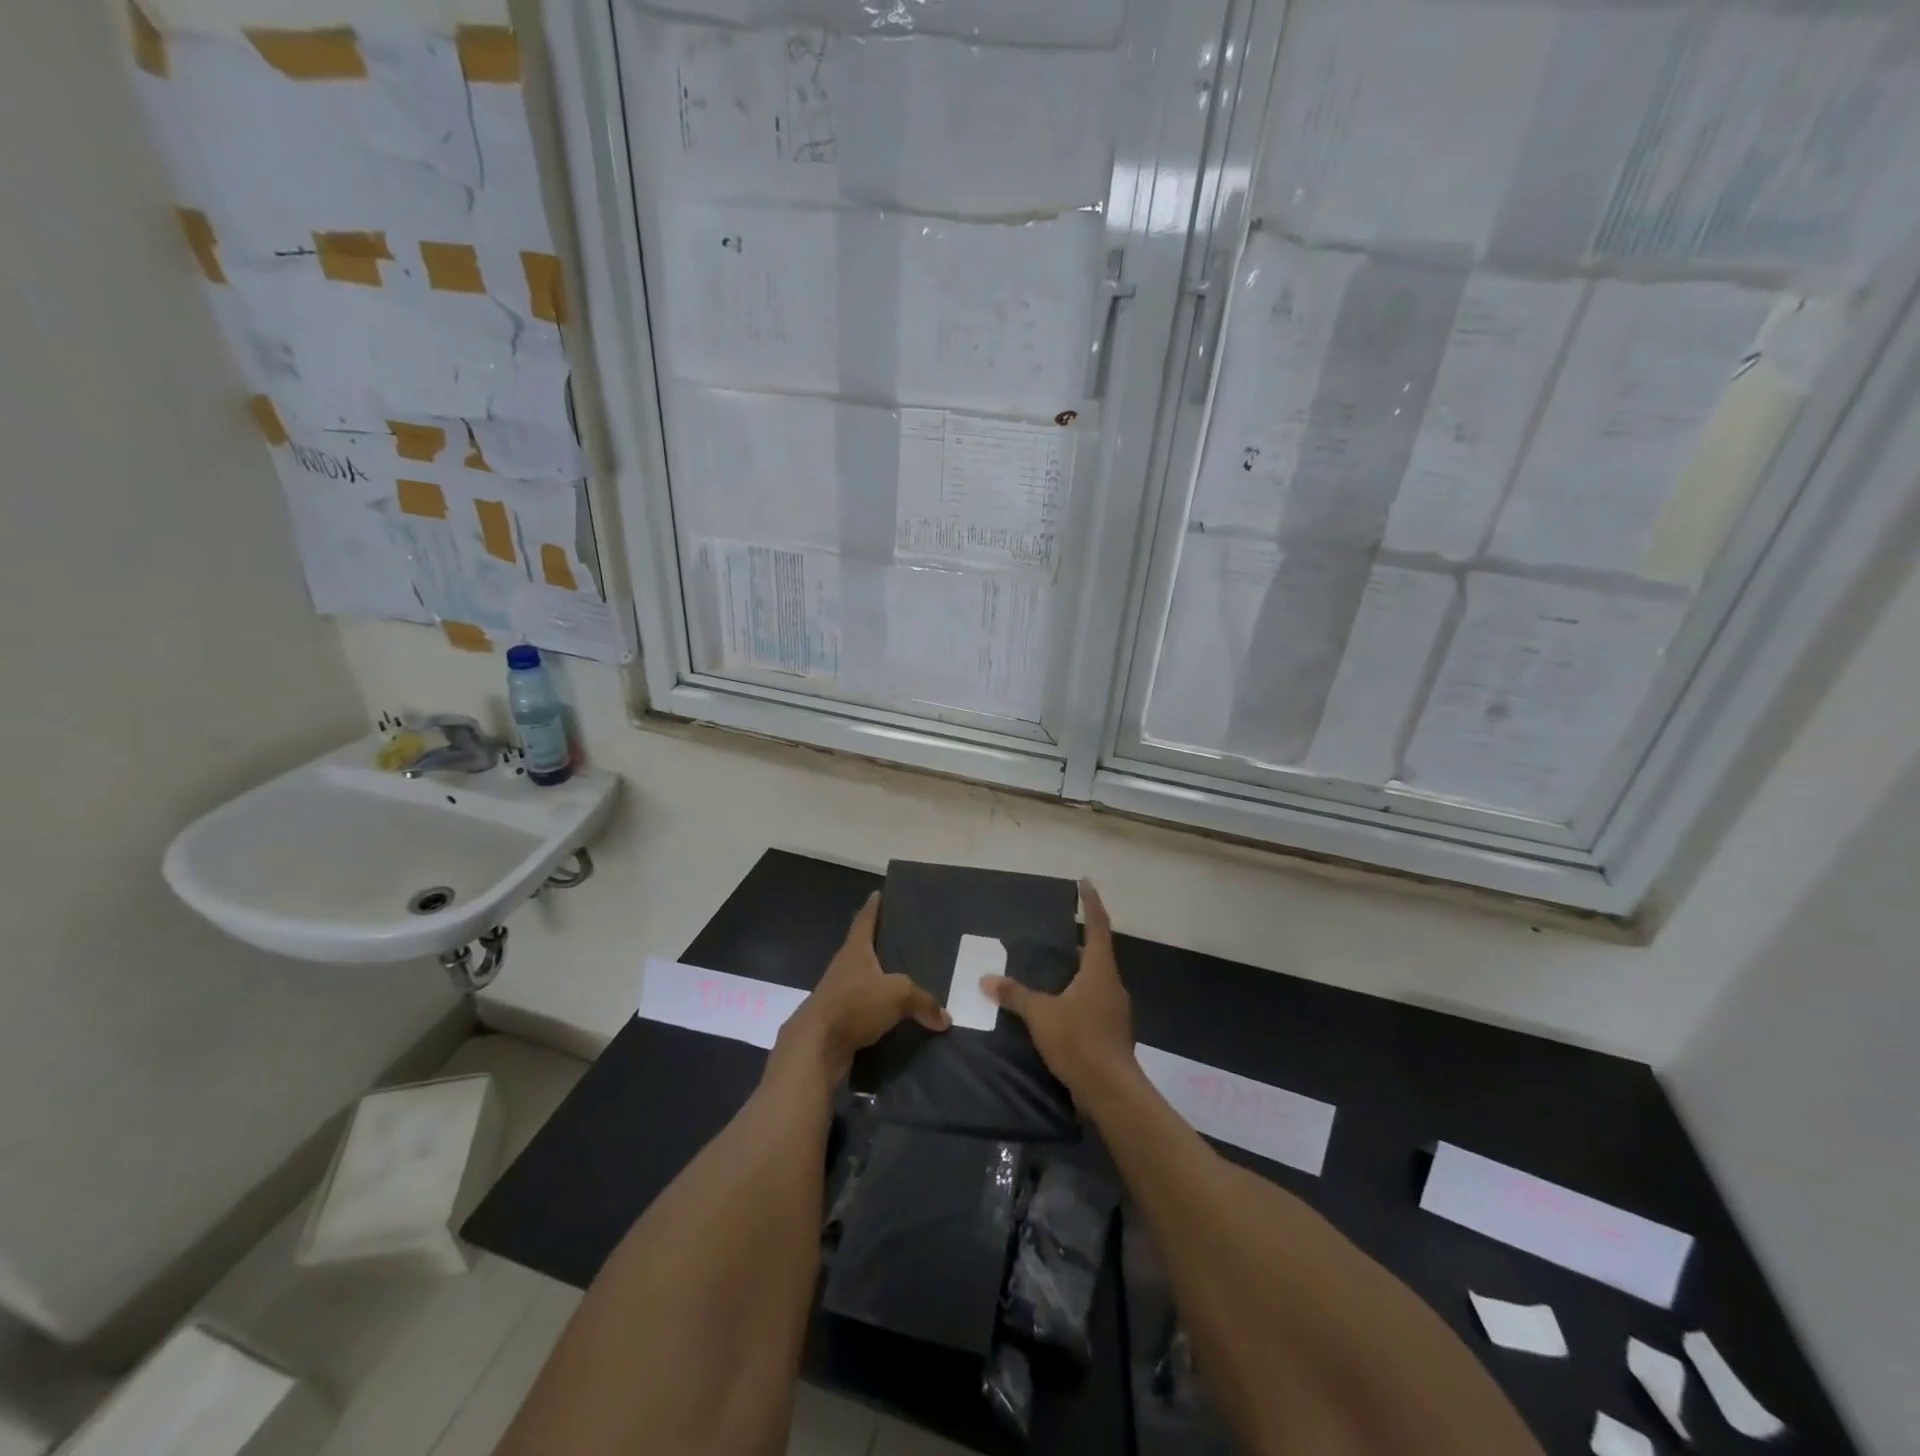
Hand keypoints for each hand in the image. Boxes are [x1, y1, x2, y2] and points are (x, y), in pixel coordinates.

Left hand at [779, 892, 949, 1078]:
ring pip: (864, 981)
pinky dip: (878, 1011)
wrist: (816, 1047)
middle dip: (881, 944)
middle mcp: (844, 968)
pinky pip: (864, 1010)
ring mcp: (838, 995)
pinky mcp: (838, 1021)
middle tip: (905, 939)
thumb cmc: (855, 1005)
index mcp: (855, 950)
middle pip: (863, 949)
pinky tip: (894, 1017)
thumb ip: (924, 1002)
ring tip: (905, 980)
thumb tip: (945, 1018)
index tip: (878, 893)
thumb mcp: (898, 995)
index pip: (865, 920)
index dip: (873, 907)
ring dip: (879, 981)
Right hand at [983, 880, 1132, 1092]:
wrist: (1111, 1090)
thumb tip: (987, 979)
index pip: (1097, 925)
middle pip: (1099, 952)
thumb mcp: (1041, 1015)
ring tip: (1057, 967)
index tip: (1085, 882)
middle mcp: (1112, 984)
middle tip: (1061, 930)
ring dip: (1080, 970)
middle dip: (1082, 939)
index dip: (1091, 902)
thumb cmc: (1079, 1041)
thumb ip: (1016, 995)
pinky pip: (1095, 1001)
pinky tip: (1062, 1004)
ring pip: (1097, 979)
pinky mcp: (1112, 1032)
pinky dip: (1079, 994)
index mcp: (1100, 970)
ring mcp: (1115, 1010)